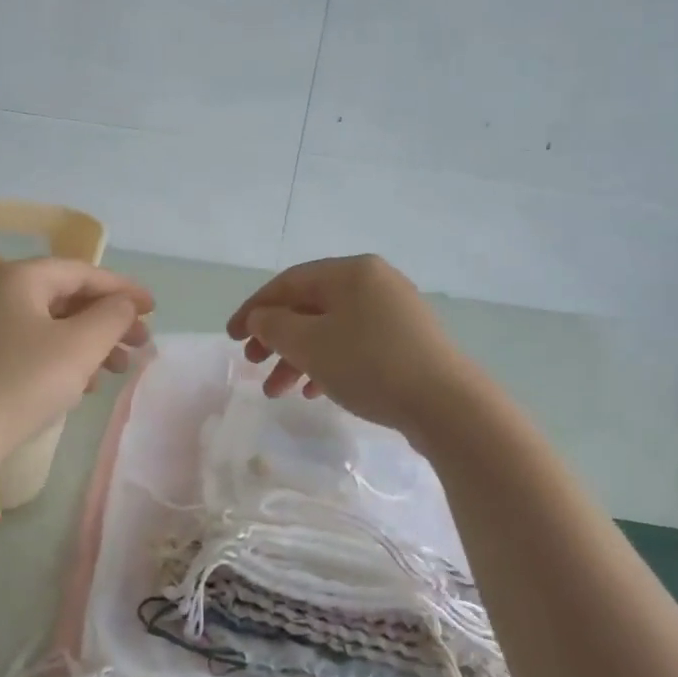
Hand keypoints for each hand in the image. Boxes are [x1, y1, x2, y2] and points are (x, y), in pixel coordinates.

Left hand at [0, 258, 152, 467]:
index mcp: (17, 277)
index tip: (154, 309)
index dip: (123, 289)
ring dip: (89, 342)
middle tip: (140, 344)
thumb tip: (125, 303)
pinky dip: (61, 356)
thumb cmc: (24, 382)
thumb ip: (113, 316)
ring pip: (49, 323)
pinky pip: (30, 342)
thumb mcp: (80, 346)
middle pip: (66, 297)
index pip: (82, 272)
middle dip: (108, 321)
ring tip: (117, 369)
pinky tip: (83, 384)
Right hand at [226, 255, 479, 437]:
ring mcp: (394, 312)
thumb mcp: (310, 344)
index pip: (288, 283)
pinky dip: (329, 364)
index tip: (230, 337)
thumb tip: (260, 317)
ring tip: (279, 391)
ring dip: (299, 357)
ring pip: (331, 329)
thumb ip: (274, 326)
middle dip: (276, 338)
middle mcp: (374, 282)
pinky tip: (315, 392)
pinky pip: (355, 345)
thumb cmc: (369, 365)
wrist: (446, 404)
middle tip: (253, 364)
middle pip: (310, 306)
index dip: (253, 309)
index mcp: (350, 272)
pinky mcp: (407, 342)